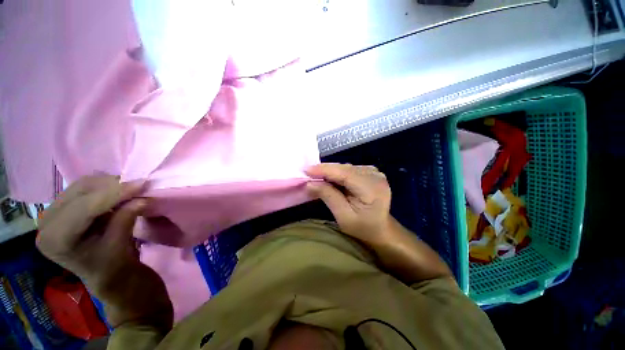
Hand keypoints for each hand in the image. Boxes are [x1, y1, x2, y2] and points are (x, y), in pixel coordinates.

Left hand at [36, 175, 146, 287]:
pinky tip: (118, 192)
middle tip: (139, 185)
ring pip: (82, 185)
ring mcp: (51, 213)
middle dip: (112, 185)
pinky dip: (104, 186)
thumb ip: (126, 218)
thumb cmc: (112, 265)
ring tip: (131, 189)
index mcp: (56, 239)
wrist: (105, 273)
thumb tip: (143, 198)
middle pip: (79, 191)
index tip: (143, 183)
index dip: (114, 193)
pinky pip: (83, 188)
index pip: (84, 208)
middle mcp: (47, 223)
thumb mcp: (119, 245)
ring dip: (109, 184)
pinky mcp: (61, 207)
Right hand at [305, 163, 391, 244]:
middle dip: (325, 170)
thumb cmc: (363, 228)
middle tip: (308, 174)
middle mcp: (375, 176)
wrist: (381, 229)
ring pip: (346, 167)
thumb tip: (309, 183)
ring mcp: (374, 172)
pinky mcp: (371, 172)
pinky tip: (330, 178)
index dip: (324, 170)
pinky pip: (350, 169)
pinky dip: (337, 173)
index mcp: (372, 189)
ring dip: (330, 171)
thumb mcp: (343, 216)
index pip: (345, 173)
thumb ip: (328, 196)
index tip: (306, 170)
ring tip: (316, 176)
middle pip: (345, 168)